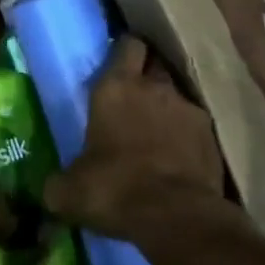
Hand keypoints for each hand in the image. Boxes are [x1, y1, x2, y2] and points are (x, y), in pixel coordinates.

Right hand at [43, 36, 251, 258]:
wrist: (179, 220)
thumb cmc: (115, 189)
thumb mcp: (71, 191)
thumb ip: (59, 182)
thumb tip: (52, 190)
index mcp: (115, 86)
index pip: (126, 44)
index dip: (123, 50)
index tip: (115, 63)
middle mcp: (154, 87)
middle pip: (154, 63)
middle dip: (146, 73)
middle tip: (133, 95)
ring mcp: (188, 109)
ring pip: (176, 94)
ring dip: (167, 106)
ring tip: (157, 130)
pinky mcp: (212, 137)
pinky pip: (196, 126)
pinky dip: (187, 135)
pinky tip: (178, 156)